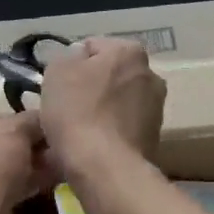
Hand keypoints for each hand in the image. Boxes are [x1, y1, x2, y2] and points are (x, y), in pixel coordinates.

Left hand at [0, 111, 56, 213]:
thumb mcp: (14, 131)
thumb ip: (30, 120)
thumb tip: (43, 118)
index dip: (18, 120)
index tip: (42, 126)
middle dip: (27, 146)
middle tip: (53, 146)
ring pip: (2, 169)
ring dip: (30, 165)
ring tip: (58, 162)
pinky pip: (5, 189)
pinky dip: (26, 184)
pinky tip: (51, 181)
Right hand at [38, 36, 165, 175]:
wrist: (104, 166)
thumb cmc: (77, 112)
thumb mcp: (57, 71)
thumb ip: (67, 56)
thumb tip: (78, 59)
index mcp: (129, 51)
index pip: (92, 47)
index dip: (70, 65)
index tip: (58, 86)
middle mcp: (151, 74)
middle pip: (109, 75)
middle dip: (90, 87)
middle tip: (67, 107)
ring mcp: (156, 108)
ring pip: (117, 102)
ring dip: (101, 110)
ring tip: (79, 130)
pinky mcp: (154, 137)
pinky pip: (123, 126)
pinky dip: (110, 131)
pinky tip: (93, 145)